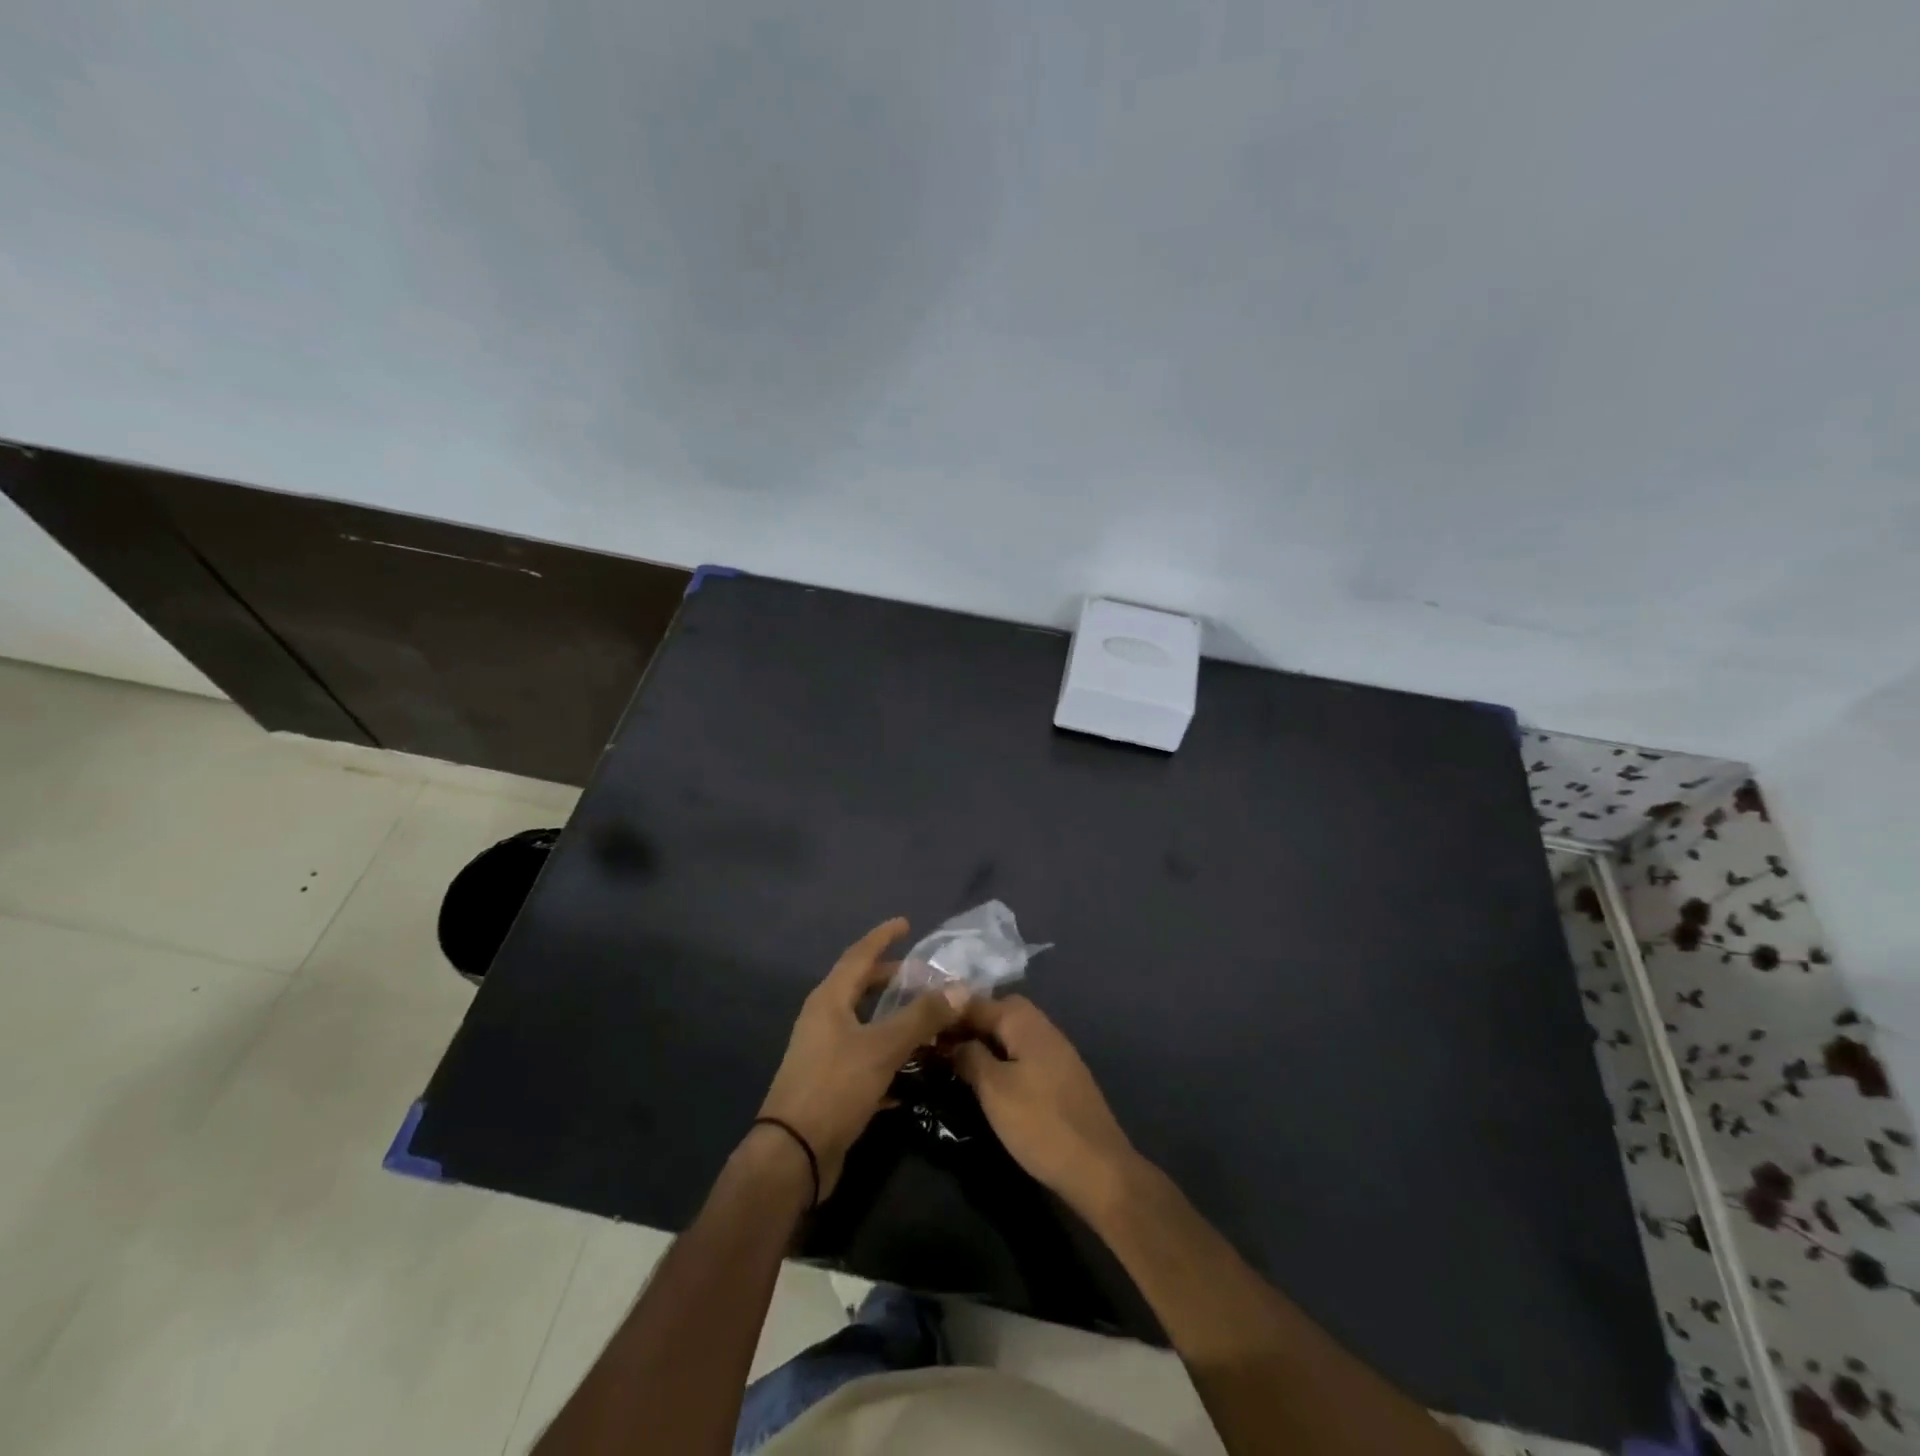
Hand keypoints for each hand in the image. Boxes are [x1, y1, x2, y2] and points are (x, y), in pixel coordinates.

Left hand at [758, 918, 965, 1199]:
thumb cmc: (834, 1088)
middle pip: (861, 987)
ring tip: (926, 1017)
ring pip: (866, 1023)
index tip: (906, 923)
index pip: (859, 955)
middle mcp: (824, 1019)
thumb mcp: (882, 1048)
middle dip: (892, 978)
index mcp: (829, 1000)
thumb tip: (960, 988)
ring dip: (895, 1017)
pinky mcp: (832, 1083)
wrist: (793, 1155)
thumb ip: (921, 1017)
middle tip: (924, 975)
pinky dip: (890, 1053)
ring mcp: (825, 1052)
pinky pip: (867, 1056)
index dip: (882, 937)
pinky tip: (915, 1066)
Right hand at [951, 995, 1138, 1213]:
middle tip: (941, 1049)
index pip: (979, 1002)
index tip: (921, 1031)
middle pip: (999, 1013)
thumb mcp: (994, 1089)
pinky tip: (990, 1083)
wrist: (1097, 1168)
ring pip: (1012, 1035)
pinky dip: (1003, 1060)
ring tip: (958, 1066)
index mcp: (1026, 1022)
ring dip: (986, 1044)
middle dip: (969, 1026)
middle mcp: (1043, 1027)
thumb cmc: (1039, 1123)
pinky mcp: (1061, 1077)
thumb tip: (954, 1042)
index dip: (949, 1014)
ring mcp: (1056, 1052)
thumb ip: (970, 1057)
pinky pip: (1024, 1055)